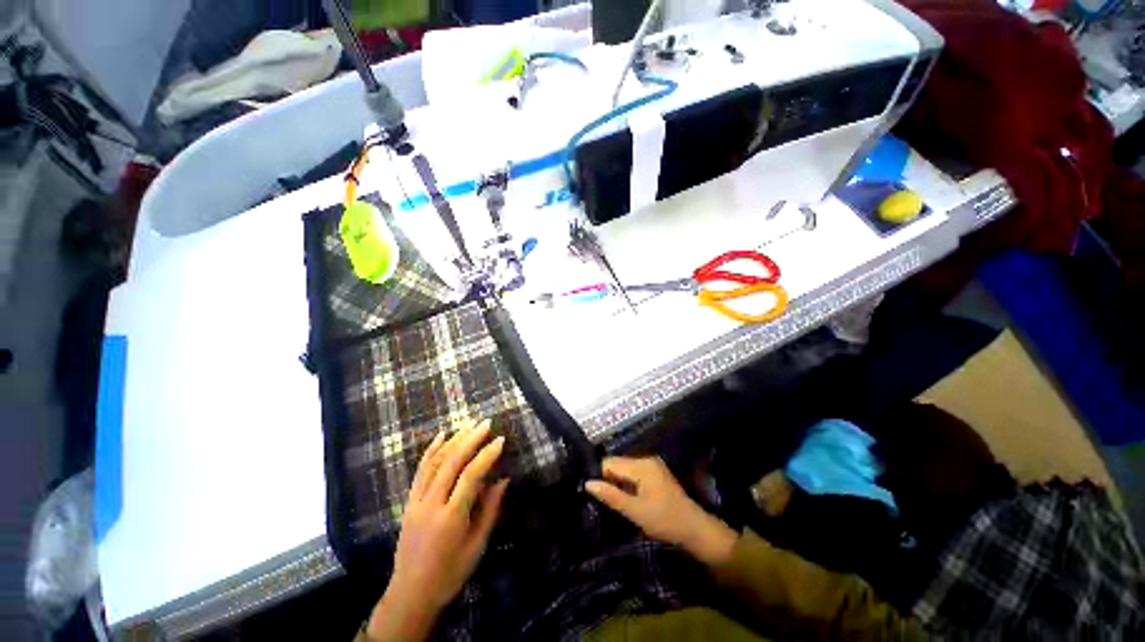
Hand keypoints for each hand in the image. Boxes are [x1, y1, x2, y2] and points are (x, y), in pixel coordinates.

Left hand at [367, 419, 508, 640]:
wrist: (410, 594)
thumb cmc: (450, 573)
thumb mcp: (477, 546)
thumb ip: (490, 511)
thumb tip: (504, 480)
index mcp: (451, 518)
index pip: (471, 476)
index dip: (487, 455)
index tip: (500, 440)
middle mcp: (431, 505)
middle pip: (451, 463)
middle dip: (470, 439)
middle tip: (486, 423)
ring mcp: (416, 502)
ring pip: (434, 463)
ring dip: (453, 440)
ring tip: (469, 425)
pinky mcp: (408, 502)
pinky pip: (420, 471)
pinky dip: (431, 450)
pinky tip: (441, 436)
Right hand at [585, 456, 736, 565]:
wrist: (694, 528)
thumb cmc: (664, 520)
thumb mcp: (635, 511)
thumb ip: (611, 495)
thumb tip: (588, 483)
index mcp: (640, 465)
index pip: (609, 462)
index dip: (598, 475)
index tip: (591, 492)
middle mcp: (645, 458)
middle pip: (616, 463)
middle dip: (607, 479)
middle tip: (600, 499)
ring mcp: (651, 464)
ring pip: (624, 468)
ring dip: (616, 481)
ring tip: (611, 499)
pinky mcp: (654, 471)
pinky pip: (633, 472)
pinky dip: (626, 482)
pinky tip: (625, 496)